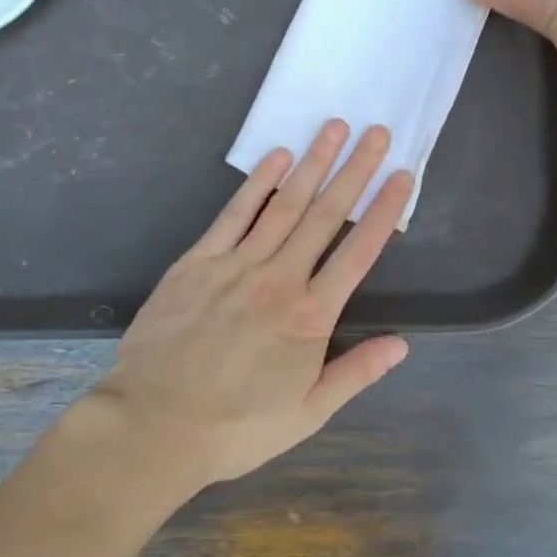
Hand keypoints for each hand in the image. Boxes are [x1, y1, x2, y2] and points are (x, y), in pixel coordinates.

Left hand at [93, 121, 413, 486]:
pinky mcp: (198, 261)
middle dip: (355, 171)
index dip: (384, 210)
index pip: (359, 252)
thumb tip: (402, 344)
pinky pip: (234, 214)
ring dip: (312, 163)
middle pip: (326, 215)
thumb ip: (355, 373)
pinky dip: (258, 183)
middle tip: (377, 132)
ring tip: (334, 128)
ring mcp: (237, 265)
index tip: (402, 175)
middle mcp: (280, 279)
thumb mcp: (307, 414)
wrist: (154, 426)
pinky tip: (277, 157)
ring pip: (284, 205)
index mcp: (310, 317)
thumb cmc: (236, 427)